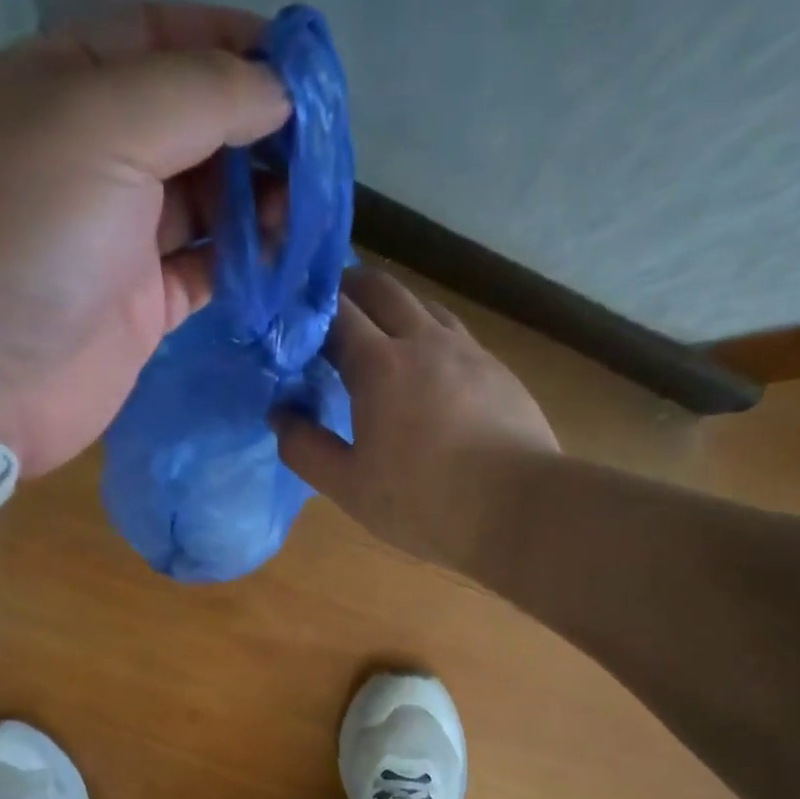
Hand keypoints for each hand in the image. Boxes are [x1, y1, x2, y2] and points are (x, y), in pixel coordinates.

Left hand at [0, 4, 289, 477]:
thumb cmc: (22, 232)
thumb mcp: (101, 126)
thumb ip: (199, 96)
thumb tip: (278, 91)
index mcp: (67, 85)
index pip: (163, 38)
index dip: (235, 44)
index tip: (305, 70)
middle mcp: (94, 156)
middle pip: (195, 123)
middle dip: (259, 128)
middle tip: (322, 150)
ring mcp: (119, 237)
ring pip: (209, 201)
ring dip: (262, 198)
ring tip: (311, 207)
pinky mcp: (141, 306)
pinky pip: (208, 270)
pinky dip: (248, 262)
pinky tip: (286, 257)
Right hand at [274, 268, 559, 568]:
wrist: (519, 509)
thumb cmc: (423, 502)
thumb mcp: (349, 486)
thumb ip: (305, 449)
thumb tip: (280, 415)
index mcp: (380, 365)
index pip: (336, 312)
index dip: (310, 308)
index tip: (293, 318)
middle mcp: (424, 342)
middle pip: (382, 289)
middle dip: (350, 289)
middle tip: (329, 310)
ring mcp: (468, 352)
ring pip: (423, 306)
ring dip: (393, 308)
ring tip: (378, 335)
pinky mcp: (498, 371)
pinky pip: (454, 334)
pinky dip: (428, 335)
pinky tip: (429, 369)